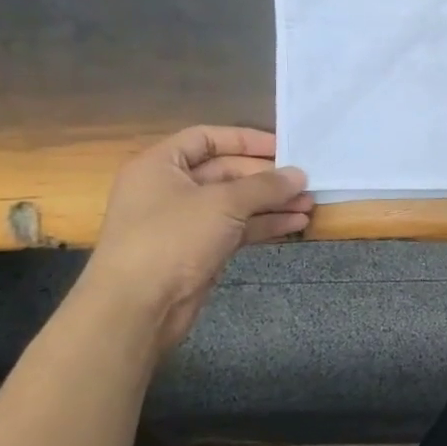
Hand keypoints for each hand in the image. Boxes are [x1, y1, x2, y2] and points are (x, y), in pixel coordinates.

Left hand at [78, 126, 313, 347]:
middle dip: (267, 177)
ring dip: (272, 203)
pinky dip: (264, 225)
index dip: (246, 140)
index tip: (283, 147)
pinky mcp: (199, 249)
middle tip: (305, 181)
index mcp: (160, 165)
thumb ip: (265, 186)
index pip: (207, 138)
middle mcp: (171, 188)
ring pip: (236, 203)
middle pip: (226, 172)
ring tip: (309, 204)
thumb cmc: (172, 239)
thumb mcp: (223, 203)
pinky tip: (295, 223)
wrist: (137, 307)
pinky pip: (237, 228)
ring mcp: (185, 221)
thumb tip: (299, 175)